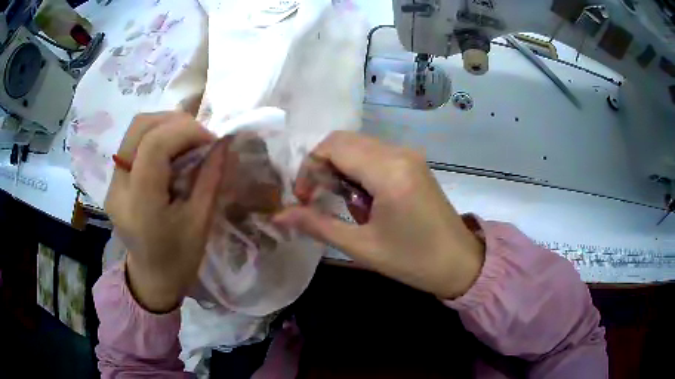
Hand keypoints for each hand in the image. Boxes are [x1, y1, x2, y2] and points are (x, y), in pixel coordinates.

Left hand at [104, 112, 222, 312]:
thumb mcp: (200, 222)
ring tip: (188, 140)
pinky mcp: (114, 180)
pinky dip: (157, 135)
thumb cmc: (179, 259)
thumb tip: (224, 142)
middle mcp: (118, 187)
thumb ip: (210, 177)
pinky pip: (133, 142)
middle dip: (175, 121)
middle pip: (140, 127)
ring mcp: (113, 182)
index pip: (154, 145)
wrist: (152, 278)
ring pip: (135, 129)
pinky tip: (172, 150)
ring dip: (165, 125)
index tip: (212, 140)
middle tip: (200, 136)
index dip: (186, 131)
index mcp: (140, 204)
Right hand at [274, 131, 484, 298]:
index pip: (333, 146)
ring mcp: (409, 155)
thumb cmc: (411, 260)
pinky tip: (362, 198)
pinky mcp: (413, 163)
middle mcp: (400, 153)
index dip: (309, 168)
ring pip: (359, 145)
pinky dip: (357, 169)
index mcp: (389, 171)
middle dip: (322, 166)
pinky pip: (375, 154)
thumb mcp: (361, 247)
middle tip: (317, 199)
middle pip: (344, 141)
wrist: (459, 263)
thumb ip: (316, 225)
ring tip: (342, 203)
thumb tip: (278, 215)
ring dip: (340, 168)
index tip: (303, 198)